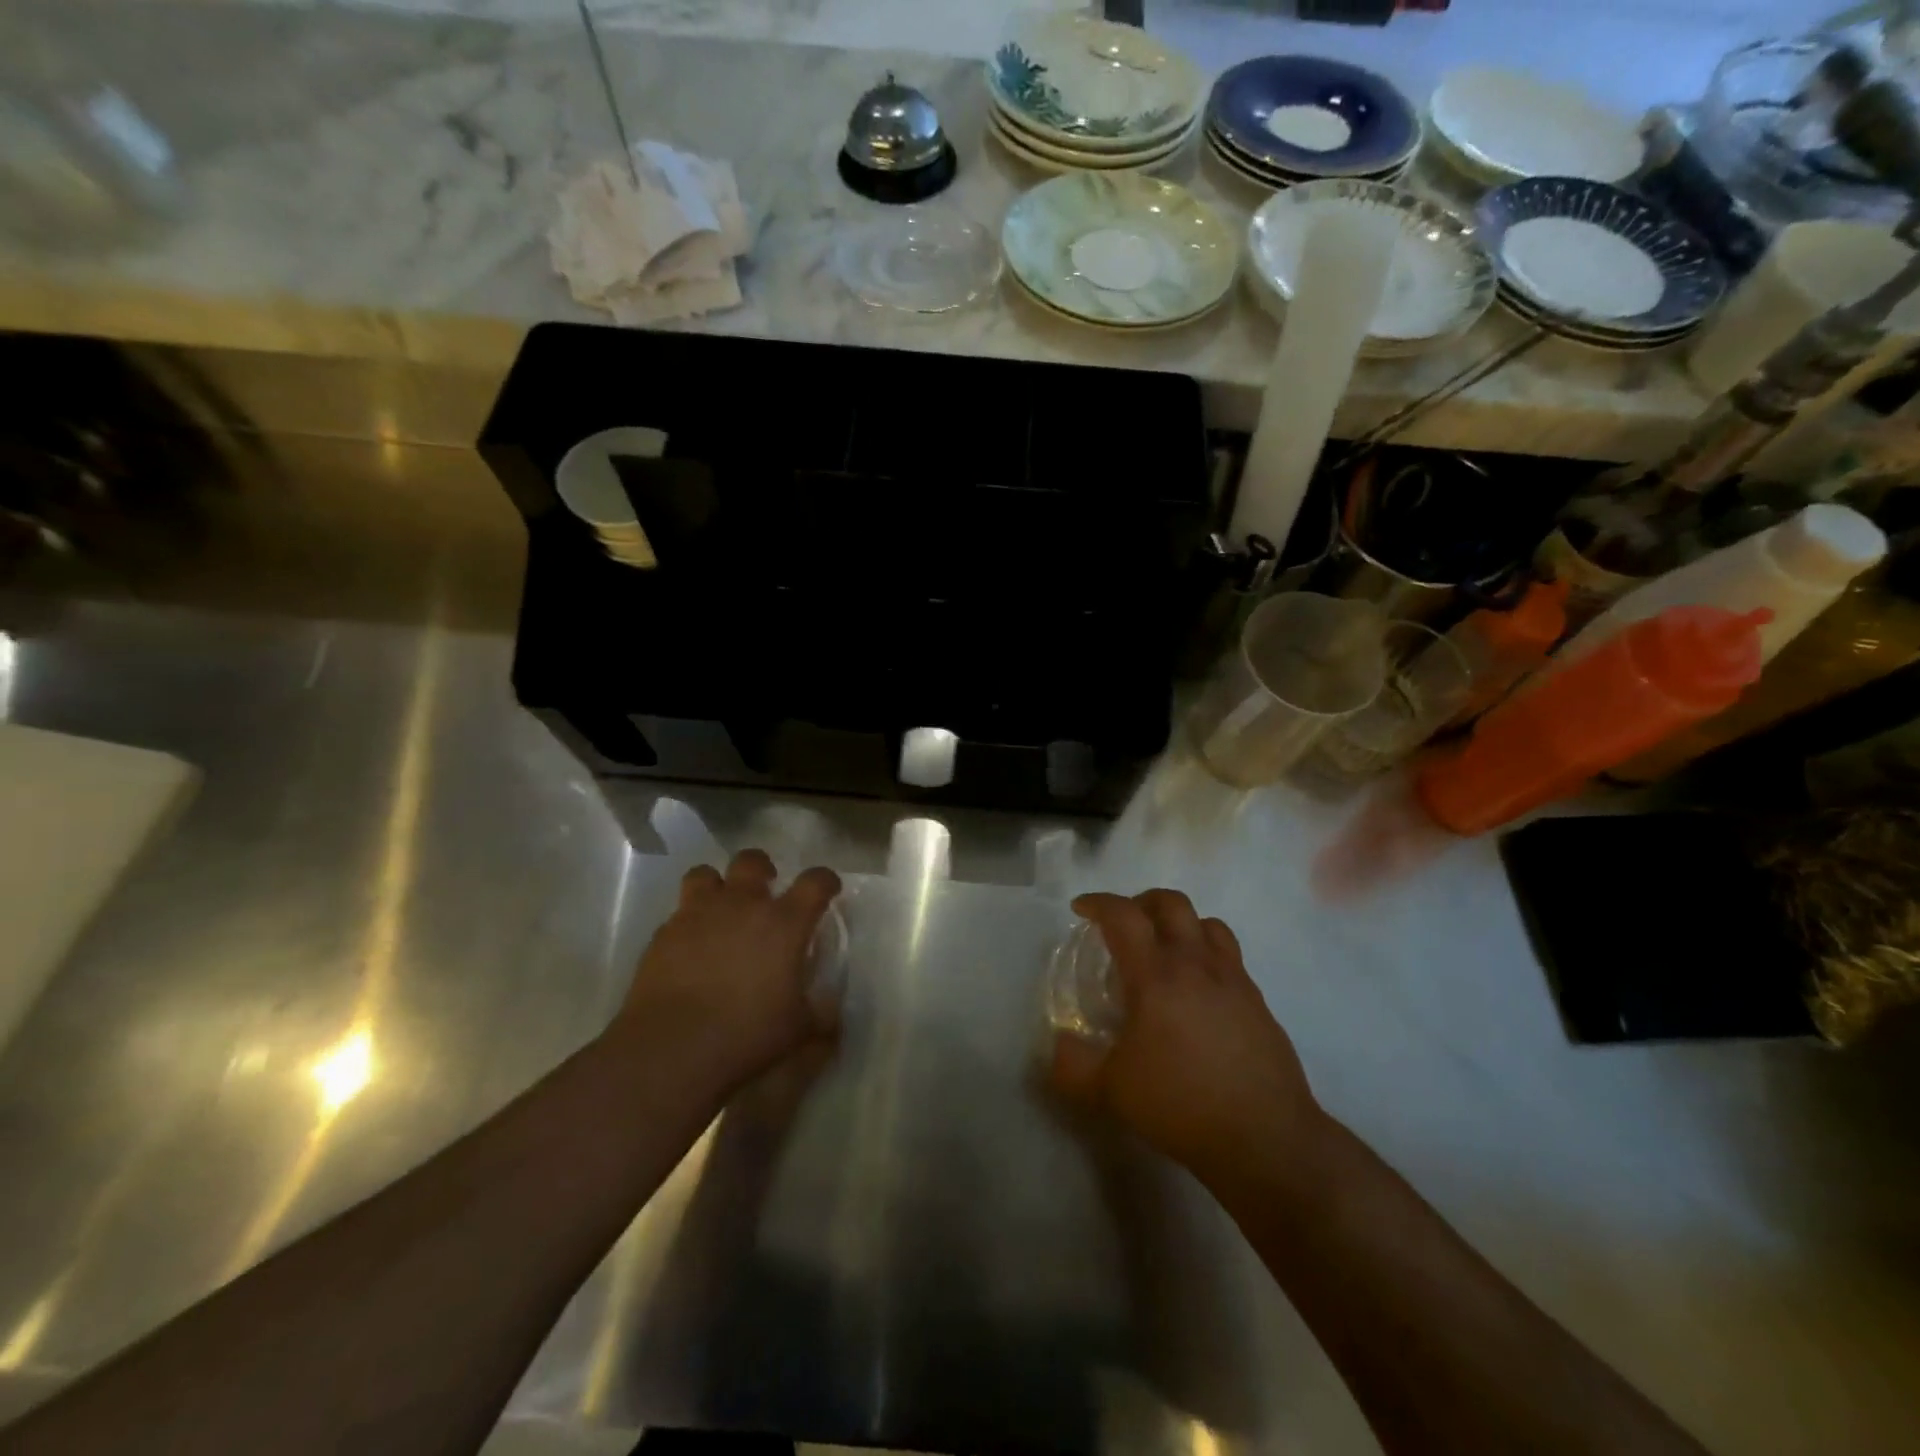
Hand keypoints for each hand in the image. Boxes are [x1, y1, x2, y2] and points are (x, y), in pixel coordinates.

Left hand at [610, 849, 841, 1097]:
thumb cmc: (747, 1035)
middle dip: (762, 870)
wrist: (671, 1048)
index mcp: (784, 922)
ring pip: (705, 874)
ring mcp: (698, 914)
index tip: (828, 890)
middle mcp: (742, 905)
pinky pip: (678, 913)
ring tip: (721, 908)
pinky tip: (690, 947)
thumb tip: (831, 1010)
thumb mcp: (800, 1032)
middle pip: (752, 861)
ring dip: (717, 886)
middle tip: (764, 891)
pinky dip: (688, 922)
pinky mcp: (663, 933)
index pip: (815, 882)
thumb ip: (822, 1014)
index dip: (825, 881)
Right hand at [1051, 890, 1323, 1187]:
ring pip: (1208, 923)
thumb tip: (1060, 1043)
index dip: (1098, 903)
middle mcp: (1197, 965)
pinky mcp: (1258, 1001)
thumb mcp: (1111, 1091)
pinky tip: (1198, 992)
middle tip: (1124, 925)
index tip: (1081, 909)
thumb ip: (1073, 1065)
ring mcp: (1234, 980)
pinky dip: (1207, 955)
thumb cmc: (1181, 1105)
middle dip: (1141, 902)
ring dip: (1180, 923)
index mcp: (1156, 976)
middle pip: (1171, 903)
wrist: (1266, 1138)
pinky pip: (1230, 957)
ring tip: (1164, 950)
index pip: (1124, 916)